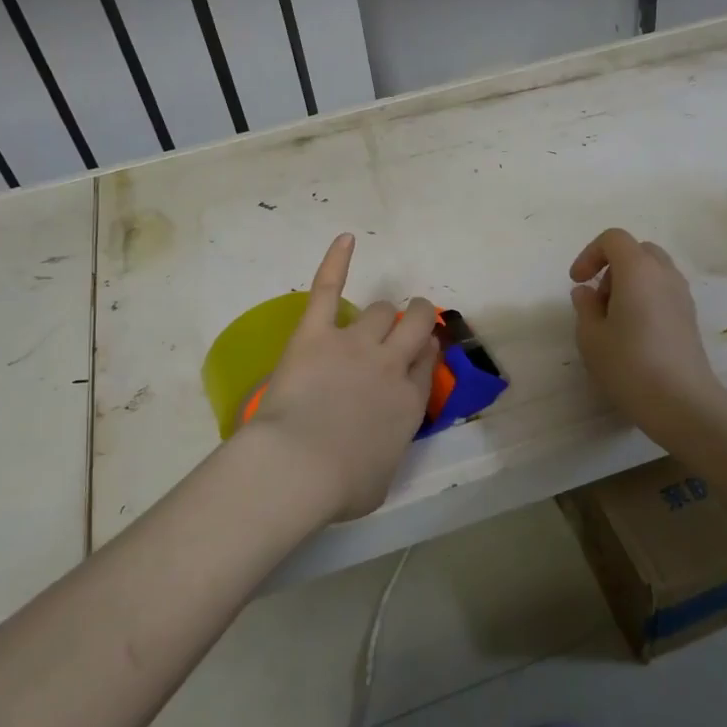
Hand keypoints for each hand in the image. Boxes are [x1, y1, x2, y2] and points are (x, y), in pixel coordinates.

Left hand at [249, 234, 438, 523]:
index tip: (418, 353)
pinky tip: (346, 239)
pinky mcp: (316, 333)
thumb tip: (379, 443)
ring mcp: (354, 344)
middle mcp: (390, 365)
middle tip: (408, 323)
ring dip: (379, 315)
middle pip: (415, 323)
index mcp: (409, 402)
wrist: (299, 466)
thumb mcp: (381, 480)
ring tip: (371, 321)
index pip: (427, 362)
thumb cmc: (340, 487)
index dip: (424, 352)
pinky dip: (337, 261)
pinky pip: (329, 288)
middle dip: (416, 318)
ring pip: (380, 310)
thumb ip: (387, 450)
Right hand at [569, 229, 723, 443]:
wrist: (681, 402)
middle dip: (612, 266)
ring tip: (614, 318)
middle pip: (637, 250)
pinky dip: (646, 297)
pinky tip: (634, 332)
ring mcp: (682, 295)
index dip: (590, 254)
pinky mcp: (690, 316)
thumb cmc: (629, 364)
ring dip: (630, 282)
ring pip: (653, 270)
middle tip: (598, 298)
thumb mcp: (591, 337)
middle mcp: (664, 274)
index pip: (613, 239)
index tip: (577, 282)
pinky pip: (664, 291)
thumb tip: (586, 292)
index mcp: (637, 270)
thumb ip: (584, 306)